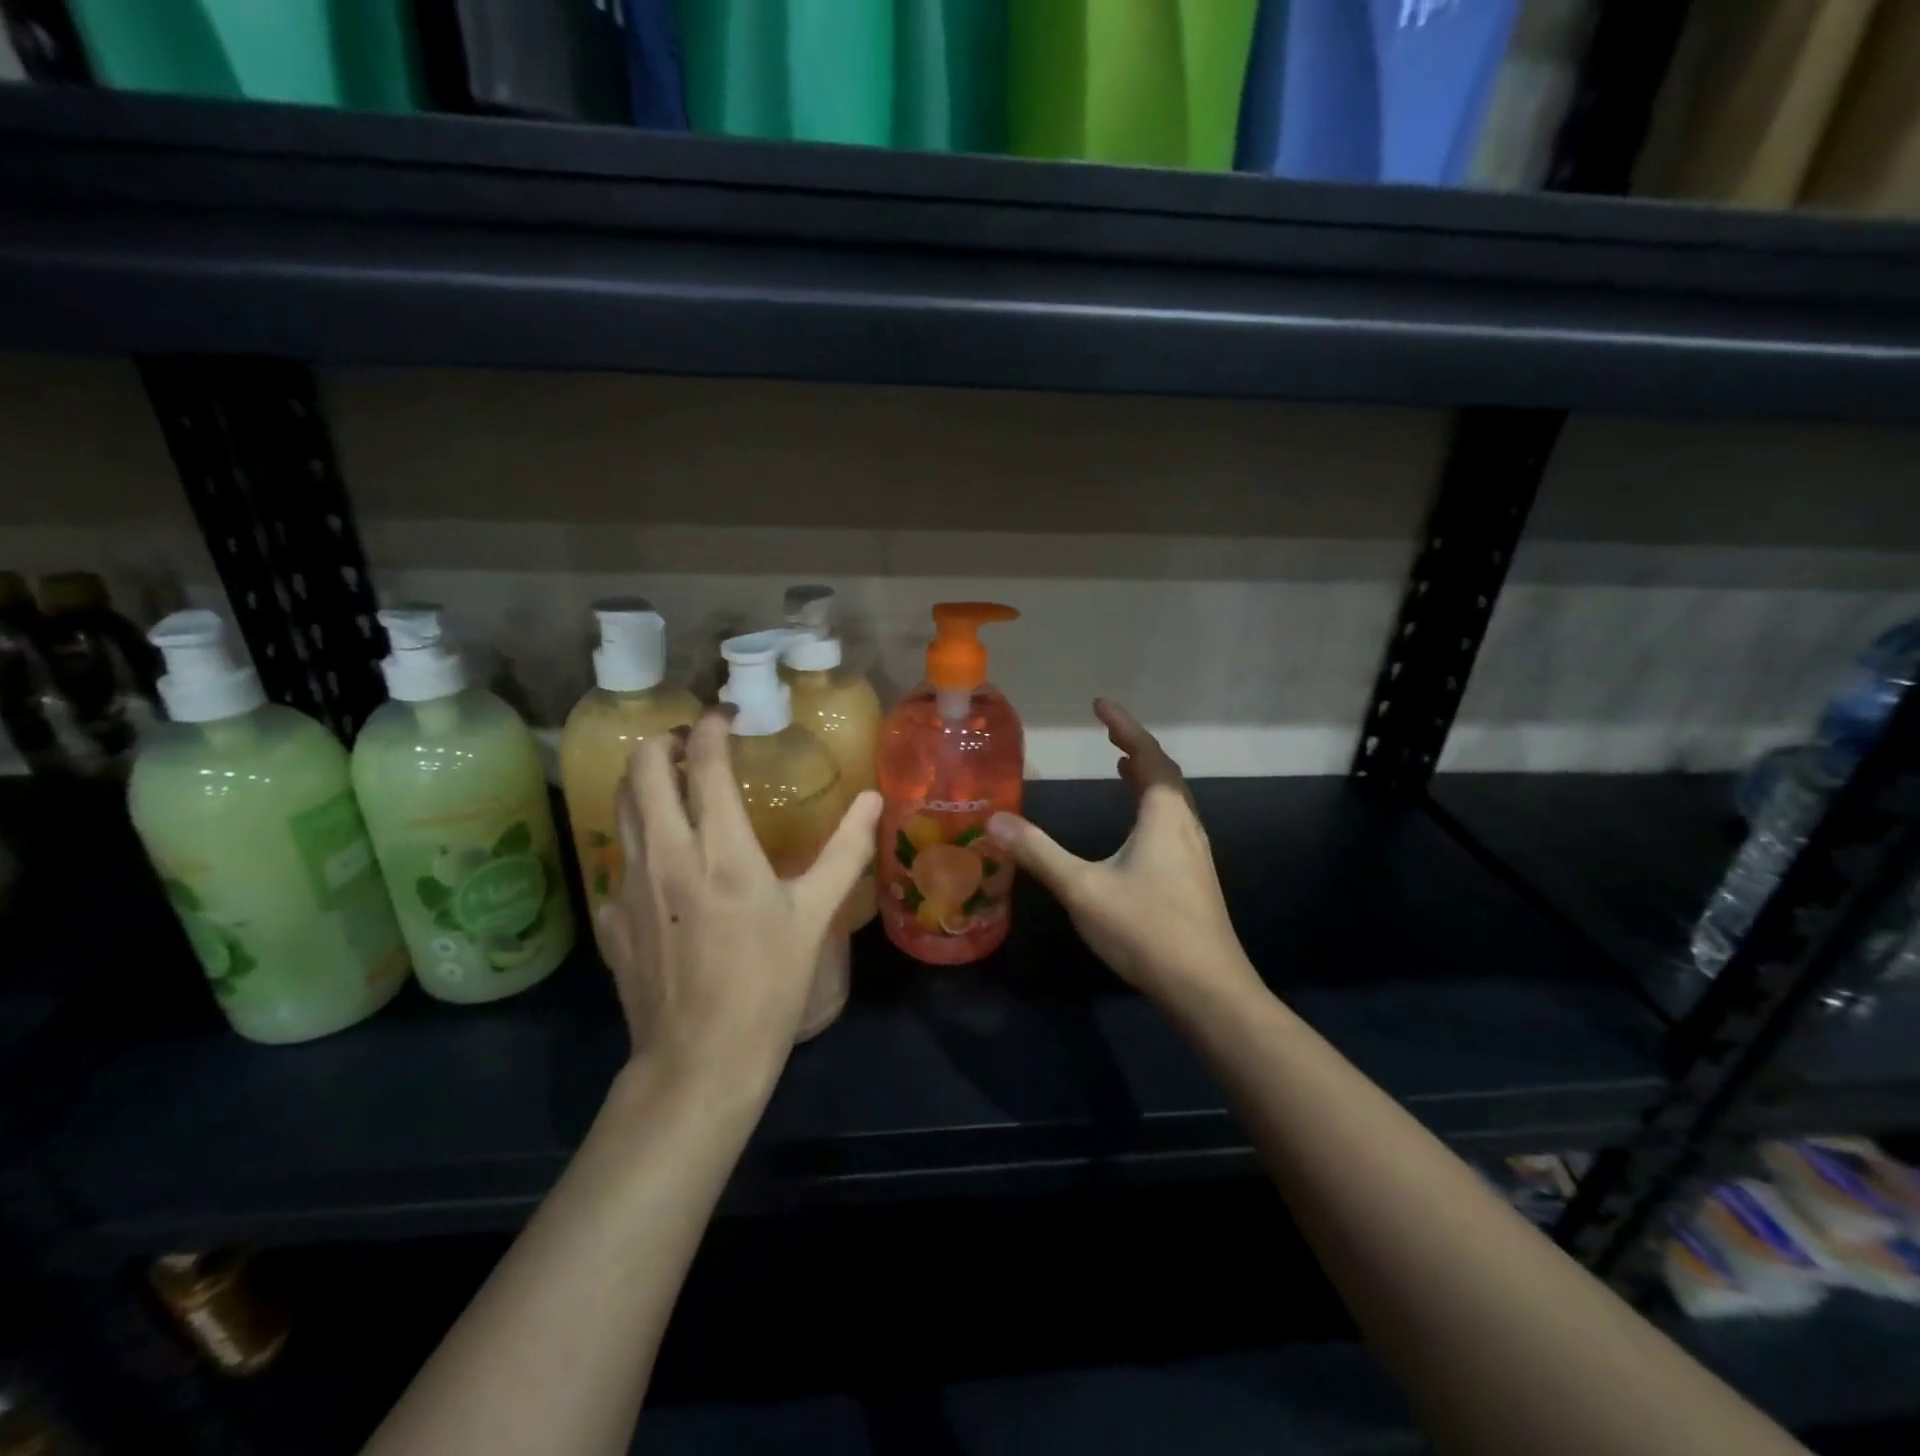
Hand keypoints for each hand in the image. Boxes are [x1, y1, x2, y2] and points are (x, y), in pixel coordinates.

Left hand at [596, 710, 881, 1093]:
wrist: (700, 1061)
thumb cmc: (768, 984)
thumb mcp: (814, 916)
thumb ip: (845, 851)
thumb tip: (872, 799)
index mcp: (721, 850)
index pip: (702, 763)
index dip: (711, 727)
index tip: (726, 715)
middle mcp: (665, 854)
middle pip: (642, 770)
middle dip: (663, 742)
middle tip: (690, 743)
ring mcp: (627, 886)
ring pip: (621, 807)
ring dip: (643, 782)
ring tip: (672, 783)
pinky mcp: (610, 917)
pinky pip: (618, 859)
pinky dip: (639, 841)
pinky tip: (662, 862)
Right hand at [988, 699, 1257, 1006]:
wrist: (1207, 989)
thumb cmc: (1146, 929)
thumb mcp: (1083, 889)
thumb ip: (1038, 853)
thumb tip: (994, 820)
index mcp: (1163, 815)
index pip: (1147, 755)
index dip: (1124, 726)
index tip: (1100, 704)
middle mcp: (1185, 825)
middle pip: (1164, 774)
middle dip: (1136, 749)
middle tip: (1108, 735)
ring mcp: (1194, 854)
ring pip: (1172, 801)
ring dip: (1147, 778)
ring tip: (1121, 768)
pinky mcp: (1194, 879)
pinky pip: (1172, 823)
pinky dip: (1151, 807)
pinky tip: (1136, 832)